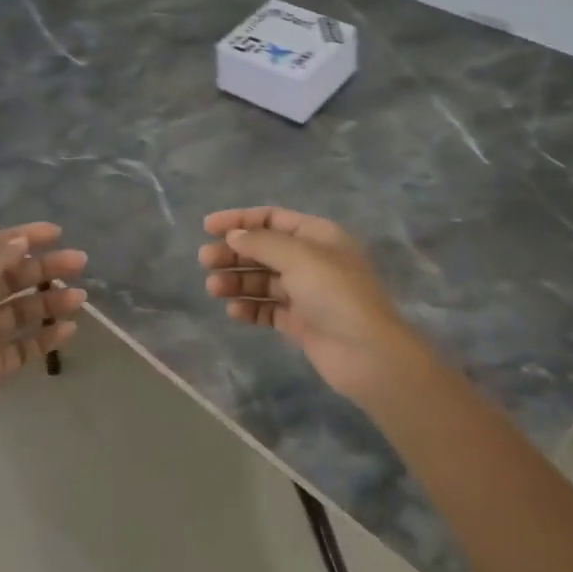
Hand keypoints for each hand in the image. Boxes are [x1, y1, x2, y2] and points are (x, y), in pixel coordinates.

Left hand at [0, 223, 86, 454]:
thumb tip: (21, 241)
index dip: (22, 238)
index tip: (57, 233)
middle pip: (10, 277)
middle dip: (44, 267)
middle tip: (80, 262)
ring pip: (21, 311)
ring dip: (50, 301)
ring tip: (79, 299)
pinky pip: (24, 345)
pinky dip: (46, 336)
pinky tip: (68, 329)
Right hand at [198, 206, 427, 406]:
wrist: (366, 353)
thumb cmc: (335, 293)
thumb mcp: (299, 257)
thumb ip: (262, 243)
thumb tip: (234, 236)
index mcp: (318, 236)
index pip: (273, 218)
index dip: (240, 220)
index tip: (208, 227)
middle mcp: (312, 260)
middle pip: (264, 249)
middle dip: (234, 253)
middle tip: (205, 261)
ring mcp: (306, 293)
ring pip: (263, 280)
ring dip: (237, 281)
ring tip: (213, 289)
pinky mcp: (301, 323)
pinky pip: (269, 309)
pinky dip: (250, 307)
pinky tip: (234, 311)